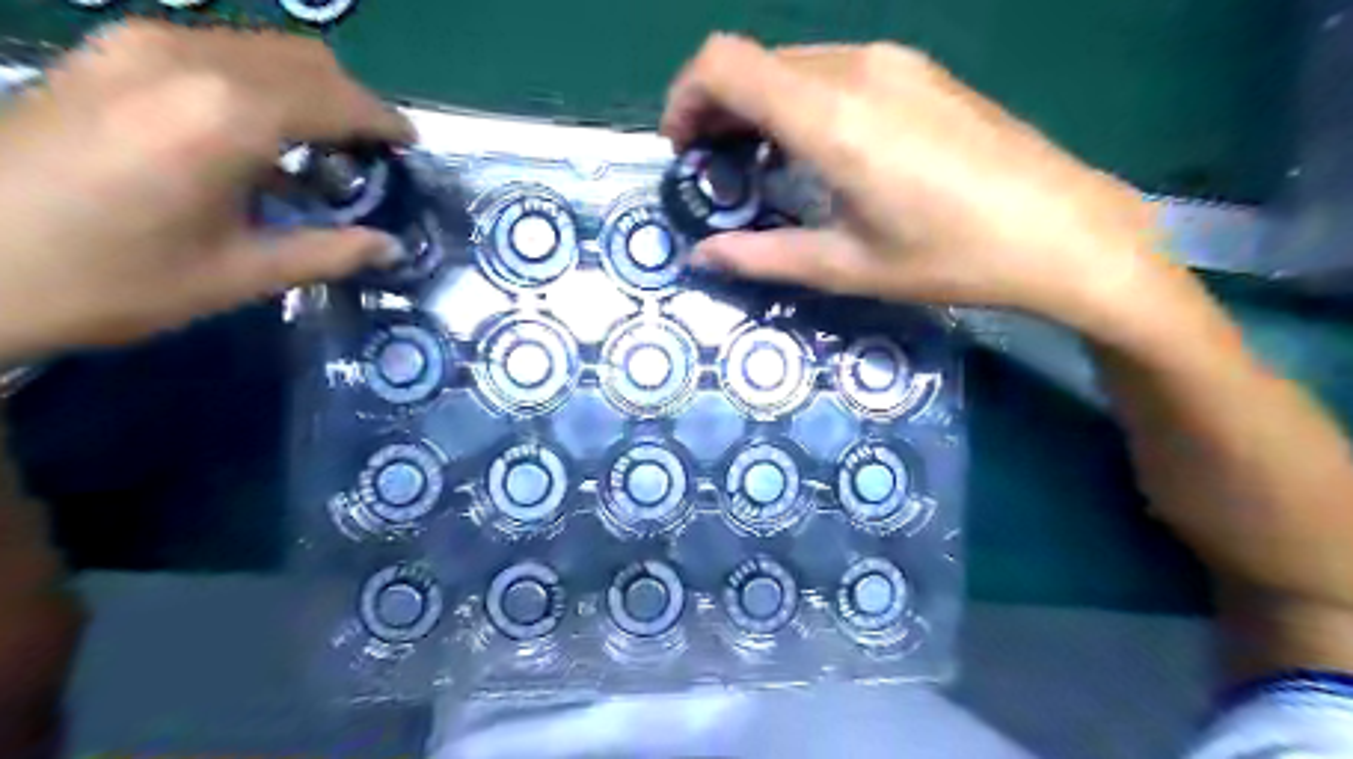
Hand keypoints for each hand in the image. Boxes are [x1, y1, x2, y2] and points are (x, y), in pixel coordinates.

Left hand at [0, 21, 407, 360]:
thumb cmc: (112, 279)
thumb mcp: (239, 275)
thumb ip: (328, 252)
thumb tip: (392, 248)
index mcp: (230, 116)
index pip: (340, 100)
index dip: (385, 122)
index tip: (410, 147)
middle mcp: (190, 60)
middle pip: (307, 60)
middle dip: (352, 103)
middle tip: (369, 156)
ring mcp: (140, 45)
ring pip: (263, 47)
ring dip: (306, 91)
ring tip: (317, 149)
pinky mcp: (108, 51)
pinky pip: (215, 49)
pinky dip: (258, 82)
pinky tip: (255, 134)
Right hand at [666, 35, 1185, 338]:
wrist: (1061, 230)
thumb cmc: (949, 257)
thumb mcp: (846, 267)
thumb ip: (762, 258)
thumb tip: (702, 257)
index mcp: (830, 117)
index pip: (723, 63)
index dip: (685, 96)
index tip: (683, 149)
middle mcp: (855, 69)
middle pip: (753, 60)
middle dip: (716, 108)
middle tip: (716, 168)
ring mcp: (892, 62)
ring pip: (792, 64)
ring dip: (758, 106)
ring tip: (762, 165)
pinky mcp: (918, 70)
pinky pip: (833, 70)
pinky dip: (800, 102)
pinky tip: (817, 151)